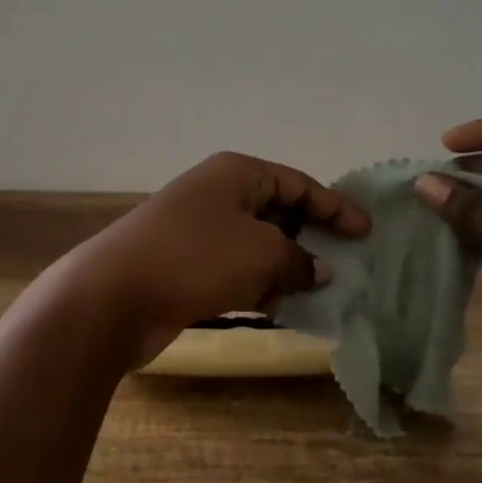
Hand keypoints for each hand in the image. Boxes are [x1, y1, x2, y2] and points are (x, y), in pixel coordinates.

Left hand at [68, 152, 371, 368]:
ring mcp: (199, 230)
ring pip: (257, 244)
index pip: (298, 184)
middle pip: (278, 211)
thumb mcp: (262, 253)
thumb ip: (299, 260)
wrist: (115, 294)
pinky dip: (261, 285)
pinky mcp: (187, 265)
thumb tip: (318, 270)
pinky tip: (284, 309)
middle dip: (311, 238)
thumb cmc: (197, 257)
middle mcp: (218, 194)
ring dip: (287, 266)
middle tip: (346, 264)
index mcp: (237, 174)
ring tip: (322, 292)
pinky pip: (237, 269)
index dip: (335, 207)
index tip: (365, 232)